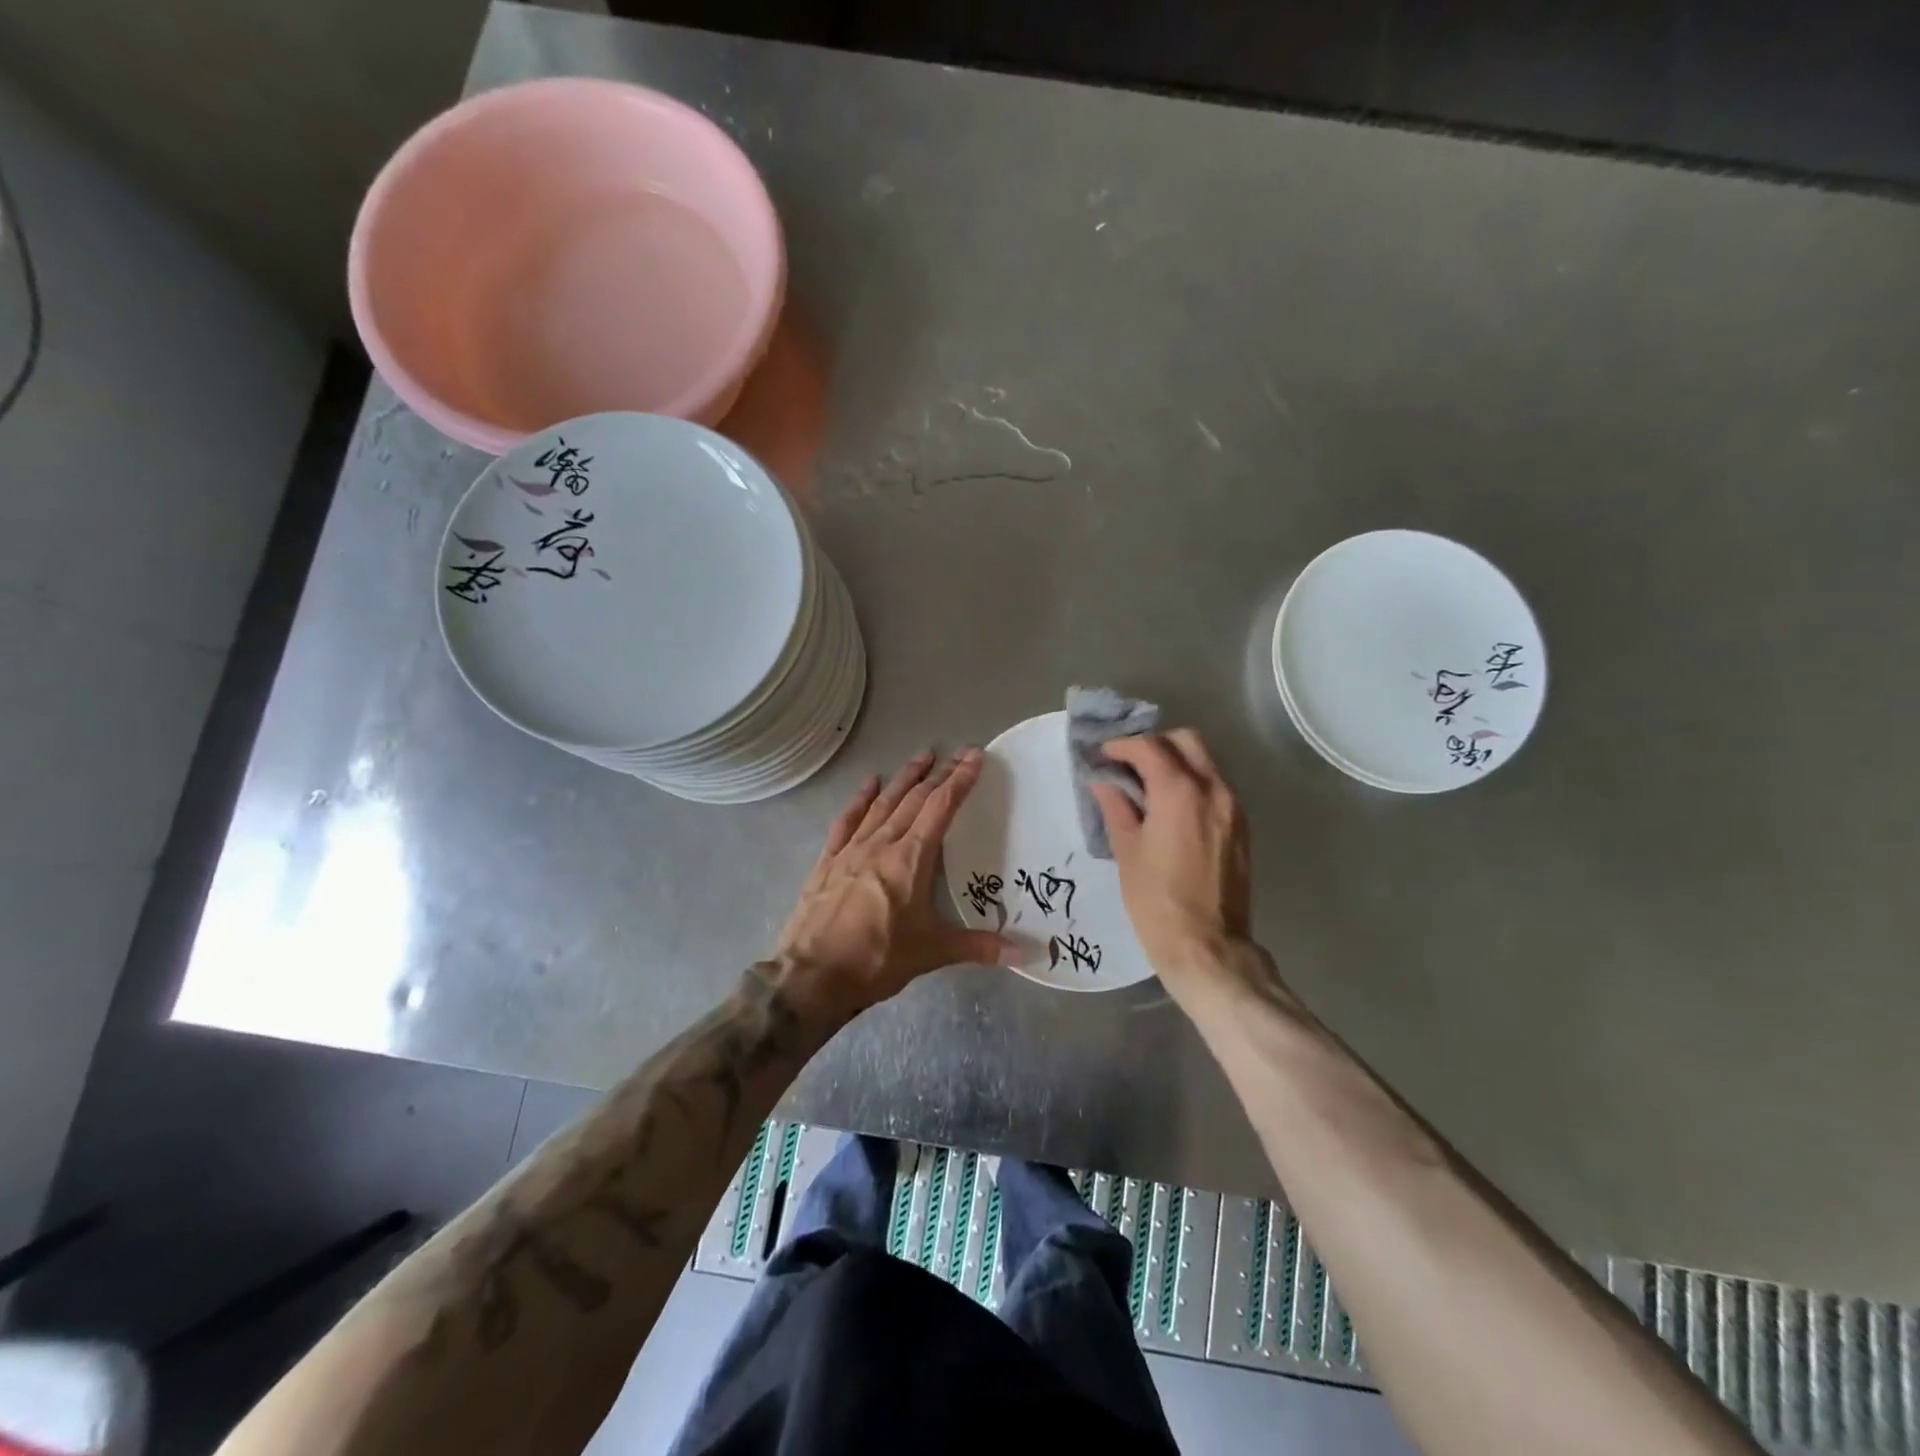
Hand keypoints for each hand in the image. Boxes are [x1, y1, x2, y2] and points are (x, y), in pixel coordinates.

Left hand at [776, 750, 1013, 1012]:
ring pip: (883, 803)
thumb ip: (978, 947)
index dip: (960, 780)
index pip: (941, 808)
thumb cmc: (877, 960)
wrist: (811, 976)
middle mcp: (882, 844)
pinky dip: (861, 800)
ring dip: (904, 778)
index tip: (974, 757)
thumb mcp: (932, 953)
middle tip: (956, 752)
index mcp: (911, 859)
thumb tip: (1025, 954)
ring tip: (921, 756)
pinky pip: (847, 821)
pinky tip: (870, 785)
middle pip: (914, 799)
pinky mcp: (828, 861)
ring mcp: (851, 849)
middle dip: (938, 773)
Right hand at [1090, 730, 1253, 994]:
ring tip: (1147, 784)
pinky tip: (1171, 807)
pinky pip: (1216, 787)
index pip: (1149, 747)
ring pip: (1205, 762)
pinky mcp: (1241, 827)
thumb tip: (1104, 782)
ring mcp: (1233, 808)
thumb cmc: (1156, 900)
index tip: (1103, 755)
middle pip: (1186, 741)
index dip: (1122, 746)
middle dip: (1155, 744)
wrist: (1207, 946)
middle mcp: (1213, 789)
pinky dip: (1193, 782)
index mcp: (1179, 791)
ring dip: (1176, 761)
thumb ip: (1116, 806)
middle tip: (1128, 763)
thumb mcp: (1127, 850)